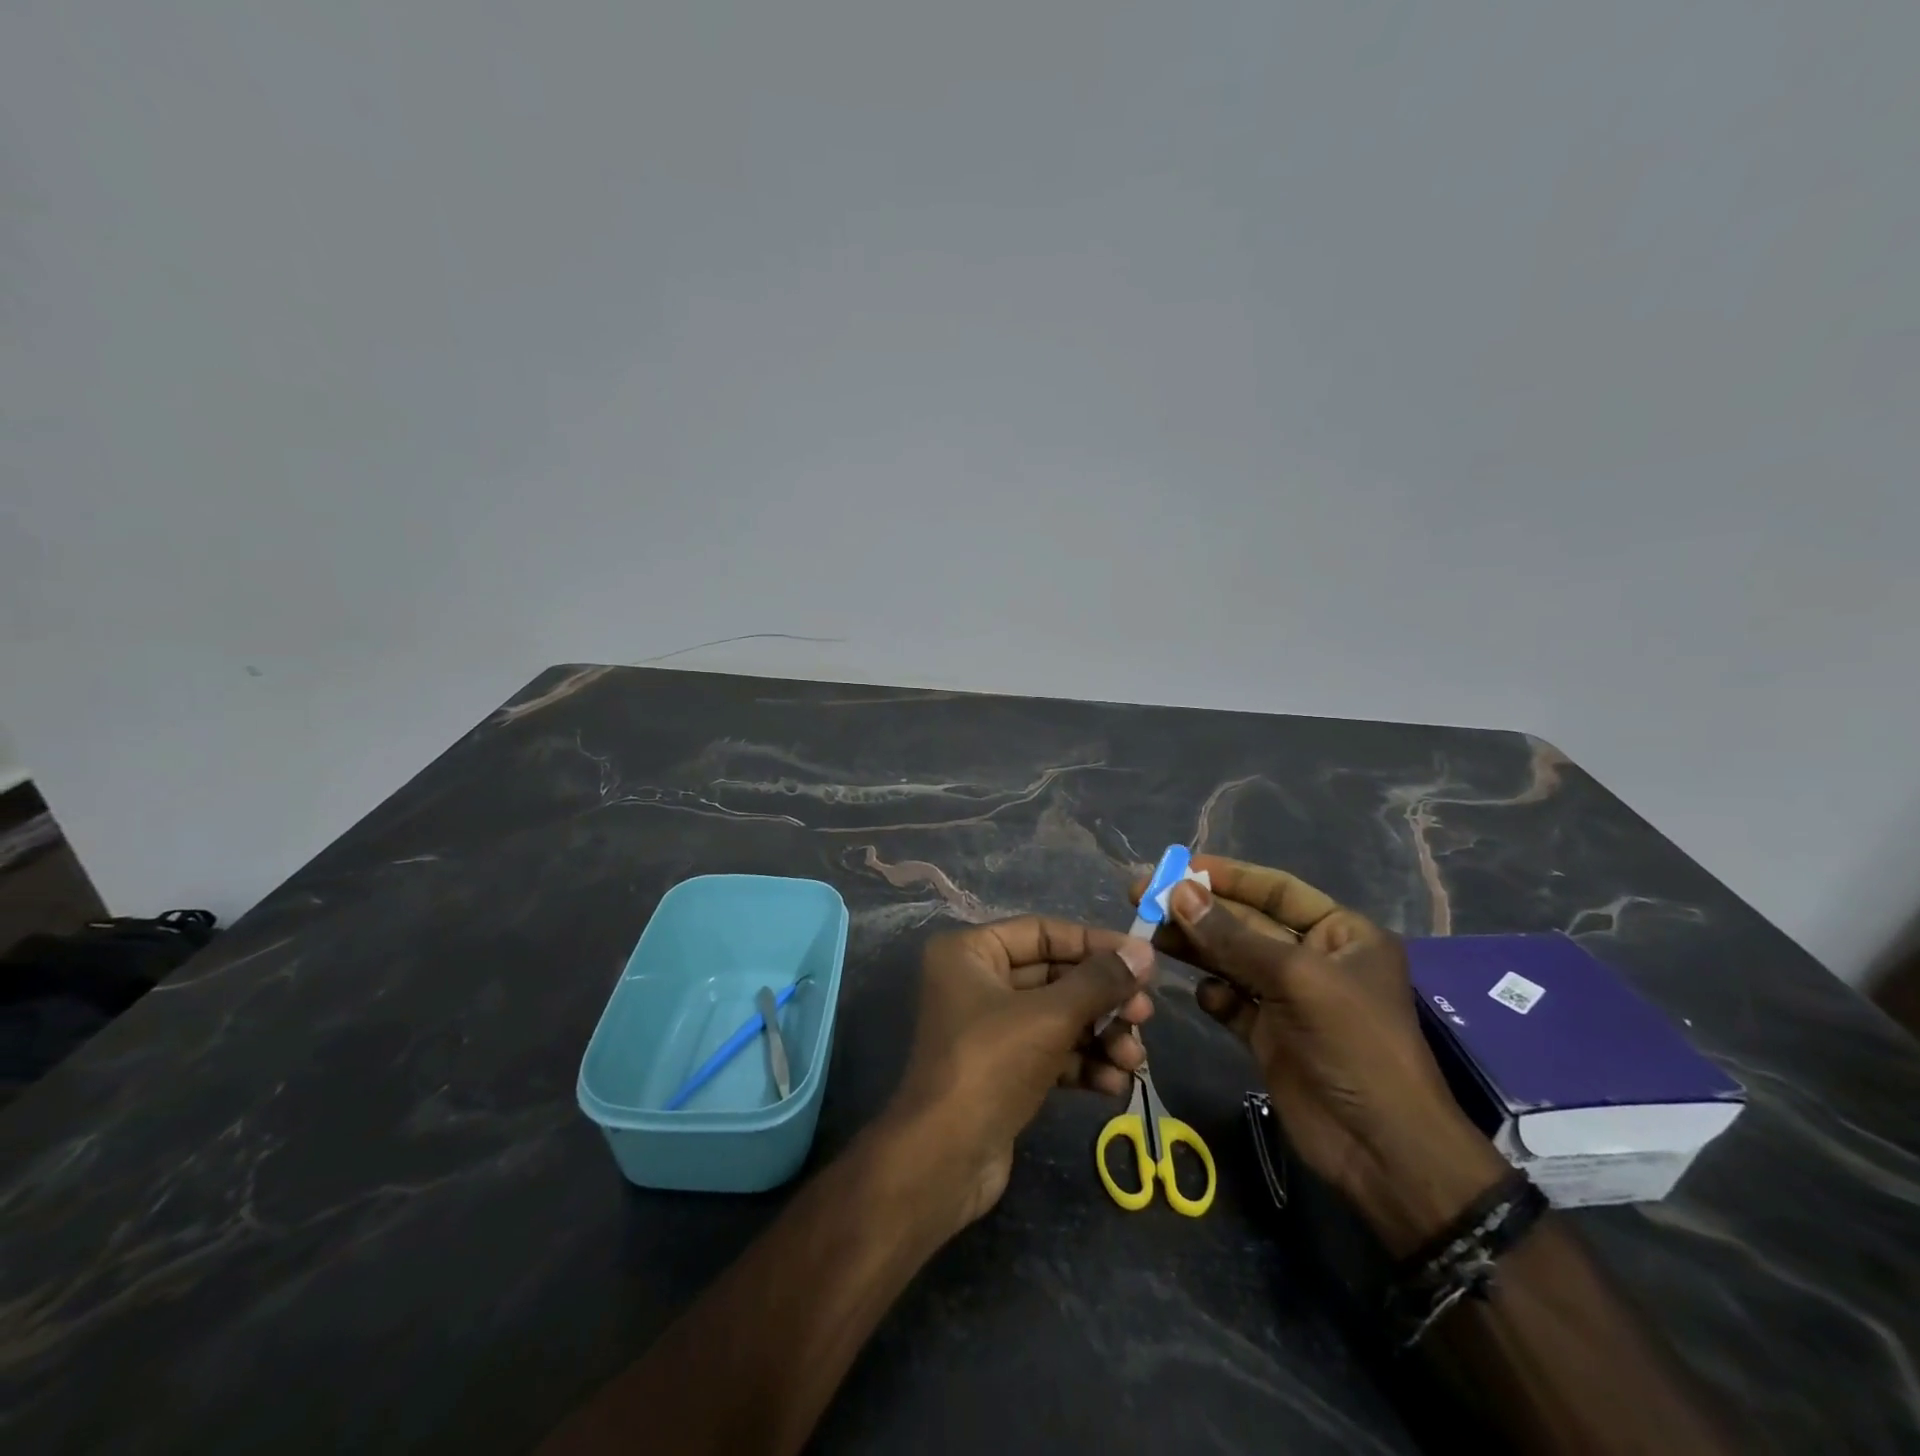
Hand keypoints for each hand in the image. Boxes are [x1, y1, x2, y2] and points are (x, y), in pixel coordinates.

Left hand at [884, 918, 1155, 1228]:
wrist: (944, 1161)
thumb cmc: (991, 1066)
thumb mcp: (1050, 1016)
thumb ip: (1099, 982)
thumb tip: (1144, 951)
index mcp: (970, 953)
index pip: (1042, 933)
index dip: (1094, 944)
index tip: (1142, 959)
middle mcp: (976, 983)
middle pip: (1055, 977)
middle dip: (1102, 998)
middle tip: (1145, 1016)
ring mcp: (989, 1029)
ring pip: (1058, 1018)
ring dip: (1100, 1036)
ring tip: (1134, 1059)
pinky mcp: (1003, 1070)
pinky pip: (1051, 1053)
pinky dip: (1084, 1064)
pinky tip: (1115, 1084)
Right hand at [1134, 857, 1507, 1255]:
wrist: (1381, 1150)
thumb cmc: (1355, 1046)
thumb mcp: (1297, 980)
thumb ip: (1233, 937)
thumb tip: (1178, 892)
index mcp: (1342, 934)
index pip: (1278, 890)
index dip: (1230, 876)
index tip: (1180, 866)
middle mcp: (1315, 959)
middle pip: (1246, 924)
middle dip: (1200, 911)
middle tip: (1145, 897)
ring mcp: (1290, 999)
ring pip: (1232, 960)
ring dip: (1196, 947)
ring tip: (1151, 935)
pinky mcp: (1269, 1035)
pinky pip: (1232, 1001)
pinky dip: (1214, 995)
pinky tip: (1205, 997)